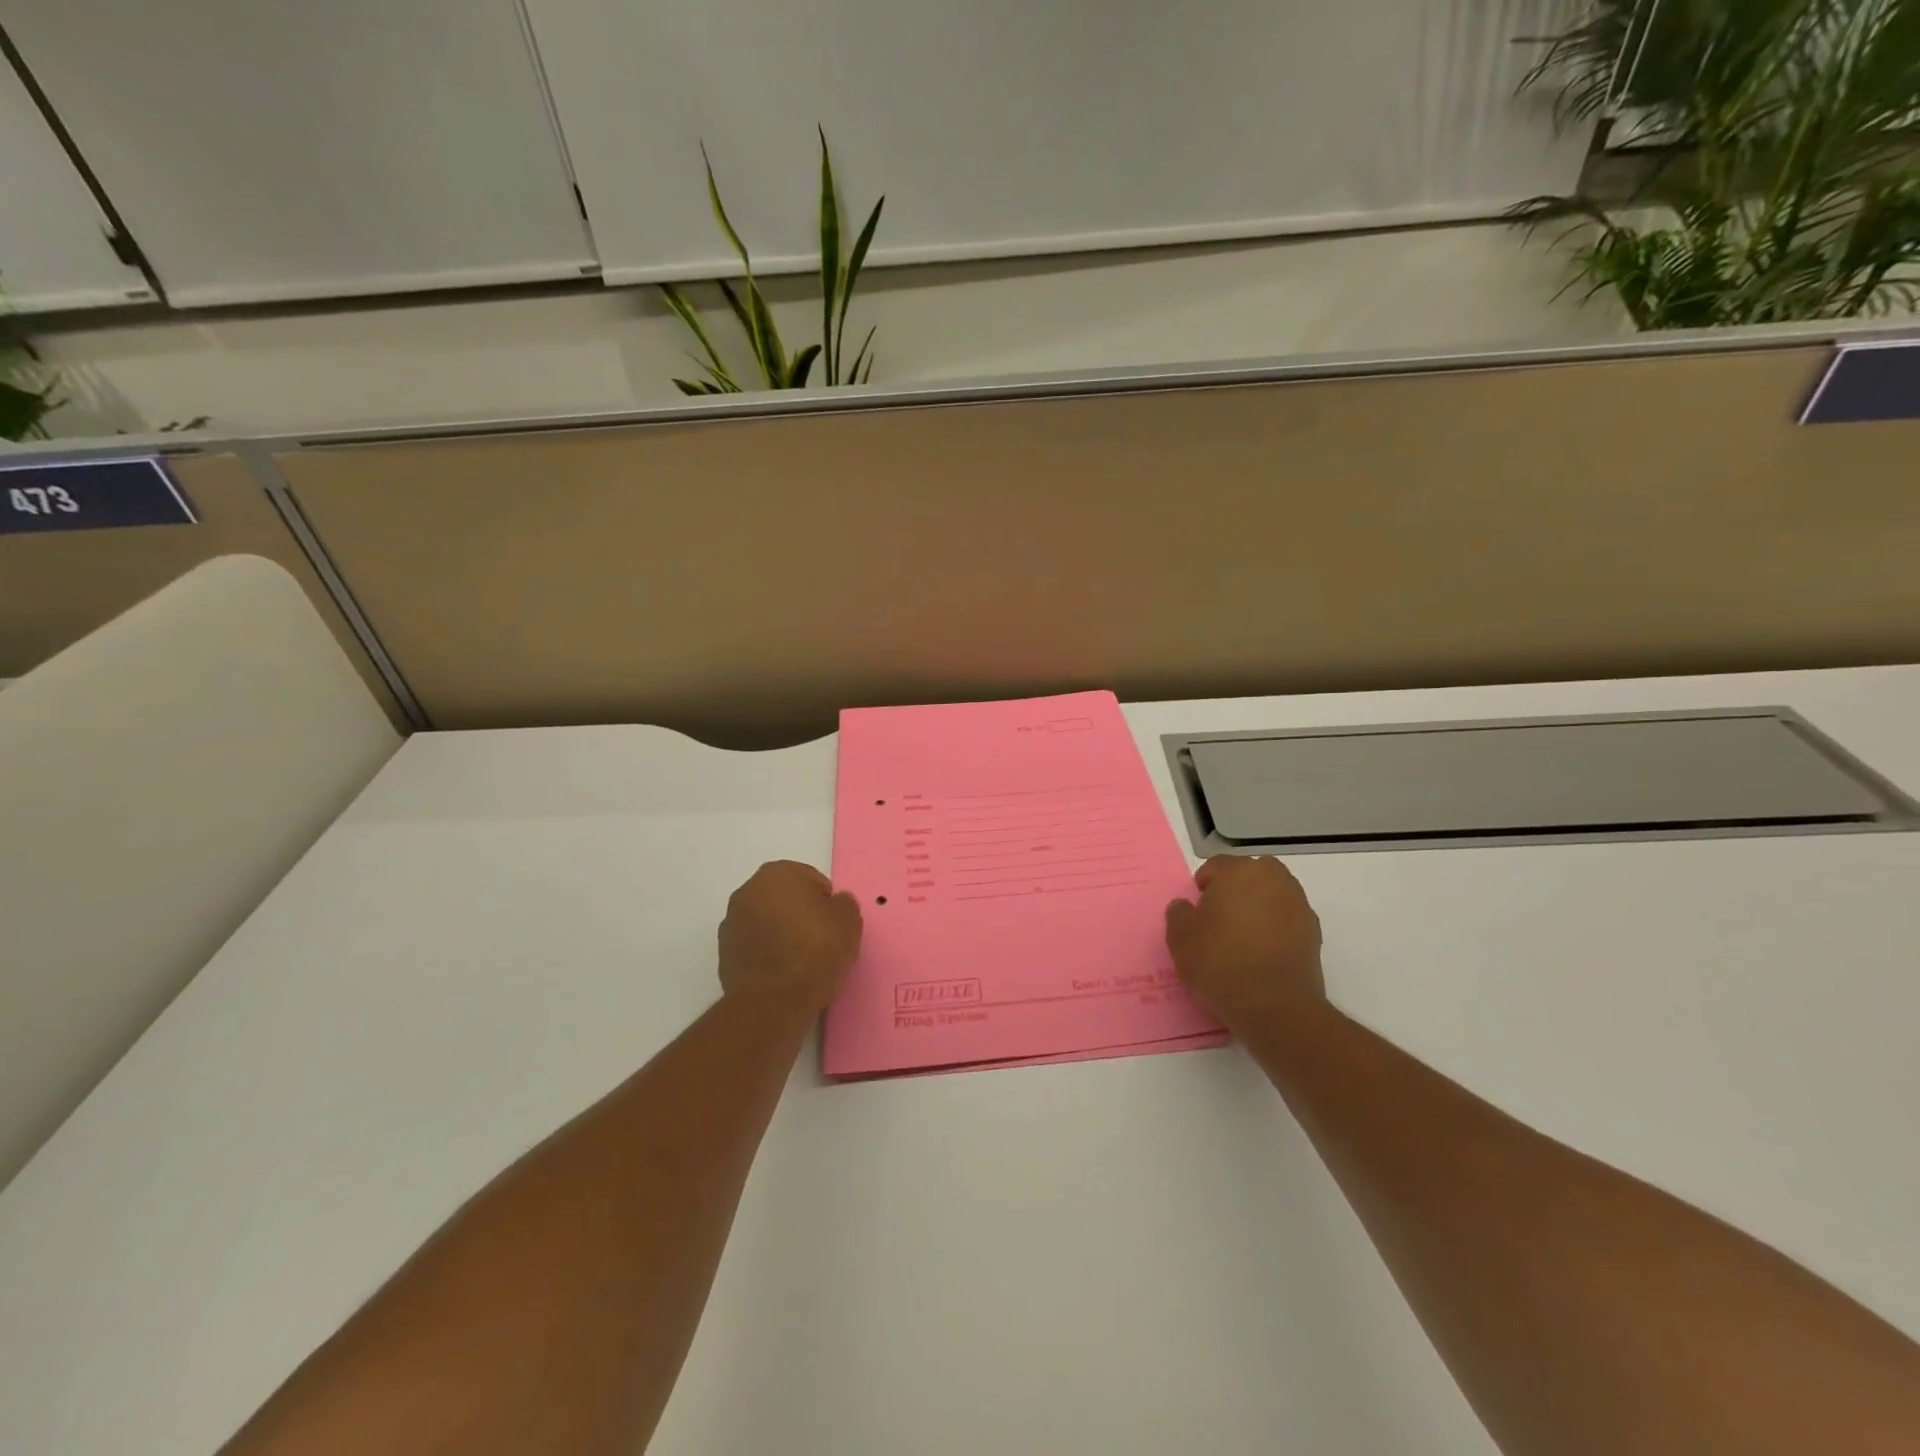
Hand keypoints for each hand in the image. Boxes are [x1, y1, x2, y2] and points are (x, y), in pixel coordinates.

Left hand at [718, 861, 863, 1016]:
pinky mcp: (723, 955)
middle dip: (800, 914)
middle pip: (785, 899)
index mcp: (777, 873)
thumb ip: (843, 903)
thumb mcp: (849, 920)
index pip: (811, 880)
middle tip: (820, 941)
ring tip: (801, 961)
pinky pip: (754, 946)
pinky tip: (783, 973)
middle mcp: (747, 891)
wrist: (774, 1001)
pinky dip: (767, 954)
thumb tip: (834, 904)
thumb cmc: (815, 950)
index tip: (834, 925)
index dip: (827, 902)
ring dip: (781, 933)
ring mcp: (731, 923)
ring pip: (767, 922)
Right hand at [1165, 856, 1325, 1030]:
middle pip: (1251, 873)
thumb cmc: (1220, 962)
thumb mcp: (1180, 938)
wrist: (1274, 1006)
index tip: (1197, 909)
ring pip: (1273, 894)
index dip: (1204, 885)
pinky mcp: (1313, 933)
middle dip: (1237, 887)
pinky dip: (1276, 927)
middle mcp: (1273, 880)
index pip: (1217, 865)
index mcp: (1239, 872)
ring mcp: (1298, 905)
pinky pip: (1288, 919)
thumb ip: (1179, 913)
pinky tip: (1263, 952)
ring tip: (1243, 936)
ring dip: (1259, 905)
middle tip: (1221, 916)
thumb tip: (1186, 906)